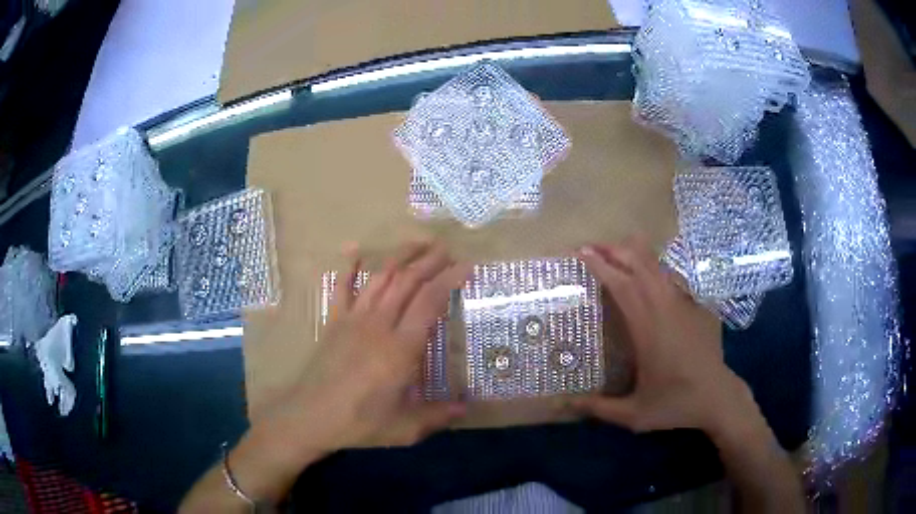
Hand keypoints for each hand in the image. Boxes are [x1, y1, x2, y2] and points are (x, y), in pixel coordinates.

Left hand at [269, 241, 469, 453]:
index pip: (430, 301)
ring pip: (380, 277)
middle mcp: (378, 325)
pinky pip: (341, 287)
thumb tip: (466, 408)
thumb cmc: (360, 423)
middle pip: (407, 281)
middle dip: (429, 261)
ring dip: (400, 256)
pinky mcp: (334, 321)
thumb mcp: (405, 428)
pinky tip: (354, 249)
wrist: (310, 416)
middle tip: (448, 249)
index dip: (449, 280)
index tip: (467, 266)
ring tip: (419, 243)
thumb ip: (437, 415)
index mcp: (400, 348)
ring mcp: (353, 319)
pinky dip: (348, 266)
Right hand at [573, 236, 744, 433]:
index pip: (623, 286)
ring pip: (659, 267)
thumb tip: (564, 405)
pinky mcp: (697, 307)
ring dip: (636, 254)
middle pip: (640, 265)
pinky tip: (649, 275)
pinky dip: (657, 269)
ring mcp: (685, 305)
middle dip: (615, 250)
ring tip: (617, 251)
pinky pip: (673, 279)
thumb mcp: (633, 414)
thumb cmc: (676, 403)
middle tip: (592, 246)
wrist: (717, 397)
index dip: (602, 266)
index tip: (583, 252)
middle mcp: (666, 308)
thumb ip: (598, 408)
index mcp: (648, 328)